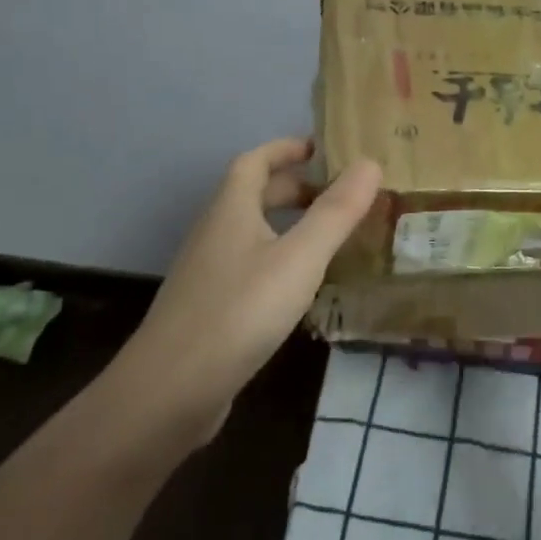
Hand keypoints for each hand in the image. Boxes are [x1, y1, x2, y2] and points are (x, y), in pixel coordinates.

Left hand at [104, 138, 381, 441]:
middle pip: (253, 195)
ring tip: (329, 237)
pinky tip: (301, 287)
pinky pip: (250, 266)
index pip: (255, 160)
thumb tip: (370, 162)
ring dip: (288, 225)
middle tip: (339, 195)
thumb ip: (336, 212)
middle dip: (295, 187)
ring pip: (252, 233)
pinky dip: (278, 260)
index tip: (323, 149)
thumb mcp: (299, 258)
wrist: (170, 391)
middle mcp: (215, 233)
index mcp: (231, 209)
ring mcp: (208, 273)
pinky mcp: (210, 309)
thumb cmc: (240, 311)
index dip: (287, 148)